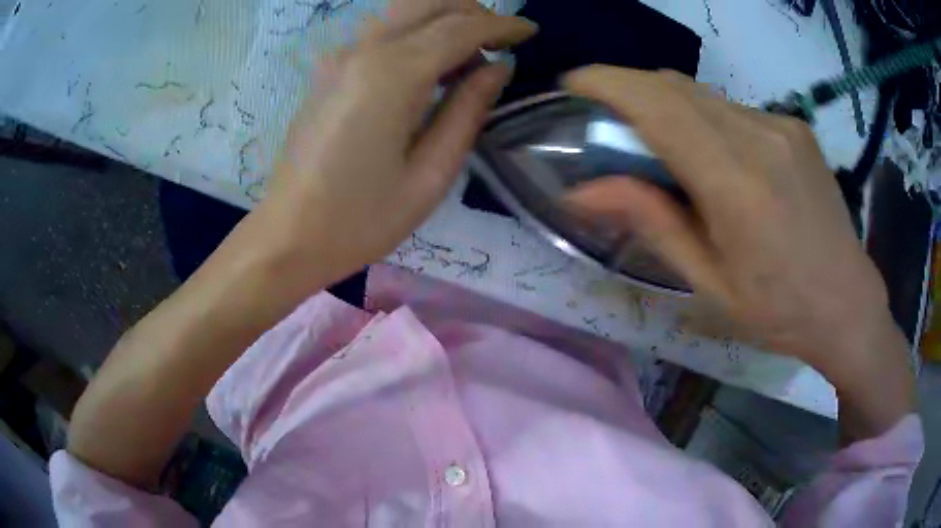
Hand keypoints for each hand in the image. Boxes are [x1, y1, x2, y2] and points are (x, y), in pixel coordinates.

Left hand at [255, 0, 535, 286]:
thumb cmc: (361, 220)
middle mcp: (364, 50)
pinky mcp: (329, 70)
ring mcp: (341, 57)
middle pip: (428, 2)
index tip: (531, 32)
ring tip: (472, 53)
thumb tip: (498, 68)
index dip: (502, 25)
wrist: (288, 236)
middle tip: (501, 40)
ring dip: (445, 18)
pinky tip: (432, 65)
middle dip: (473, 11)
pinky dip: (418, 32)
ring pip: (403, 10)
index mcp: (393, 75)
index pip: (460, 27)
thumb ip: (468, 111)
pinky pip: (383, 31)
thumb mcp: (430, 176)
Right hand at [563, 67, 913, 438]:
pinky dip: (706, 119)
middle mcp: (760, 136)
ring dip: (669, 107)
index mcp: (736, 182)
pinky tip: (720, 160)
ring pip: (703, 94)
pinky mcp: (795, 126)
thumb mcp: (709, 283)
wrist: (848, 303)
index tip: (574, 84)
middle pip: (675, 86)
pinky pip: (733, 107)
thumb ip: (651, 223)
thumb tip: (582, 192)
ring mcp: (782, 125)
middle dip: (630, 90)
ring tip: (666, 151)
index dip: (607, 83)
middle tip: (610, 123)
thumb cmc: (779, 310)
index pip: (658, 105)